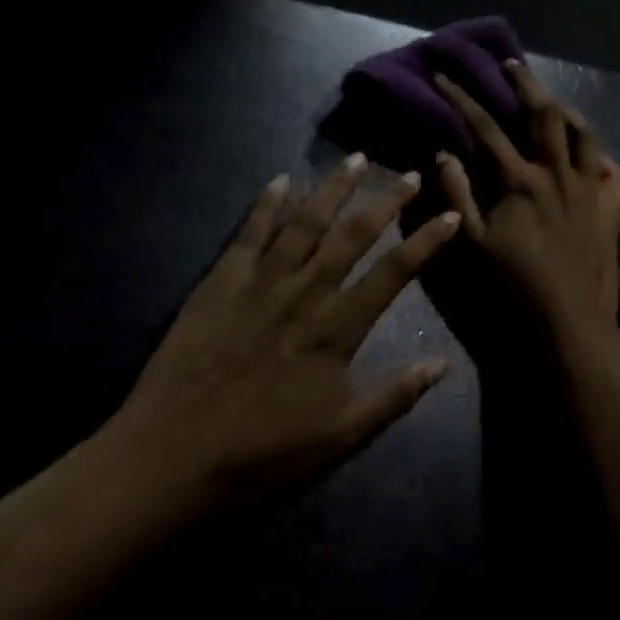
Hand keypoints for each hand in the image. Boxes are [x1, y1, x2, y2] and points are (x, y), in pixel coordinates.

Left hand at [105, 157, 460, 520]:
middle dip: (385, 201)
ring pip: (305, 223)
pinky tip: (282, 180)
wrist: (169, 460)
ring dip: (332, 188)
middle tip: (407, 173)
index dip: (426, 242)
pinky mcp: (219, 283)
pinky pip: (248, 233)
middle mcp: (304, 292)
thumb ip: (394, 396)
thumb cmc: (263, 454)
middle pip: (353, 235)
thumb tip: (443, 363)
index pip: (393, 272)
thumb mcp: (341, 437)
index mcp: (337, 328)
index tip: (450, 216)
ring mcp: (260, 283)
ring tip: (355, 159)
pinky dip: (267, 204)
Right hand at [432, 61, 619, 337]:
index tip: (444, 76)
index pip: (486, 128)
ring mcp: (589, 190)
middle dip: (525, 83)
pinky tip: (591, 155)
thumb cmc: (514, 289)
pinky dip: (600, 156)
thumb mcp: (473, 245)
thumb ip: (457, 196)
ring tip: (552, 101)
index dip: (462, 99)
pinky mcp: (609, 210)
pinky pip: (611, 172)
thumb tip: (444, 153)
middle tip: (510, 64)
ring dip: (566, 110)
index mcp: (521, 181)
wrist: (570, 324)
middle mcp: (558, 174)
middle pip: (544, 114)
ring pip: (584, 134)